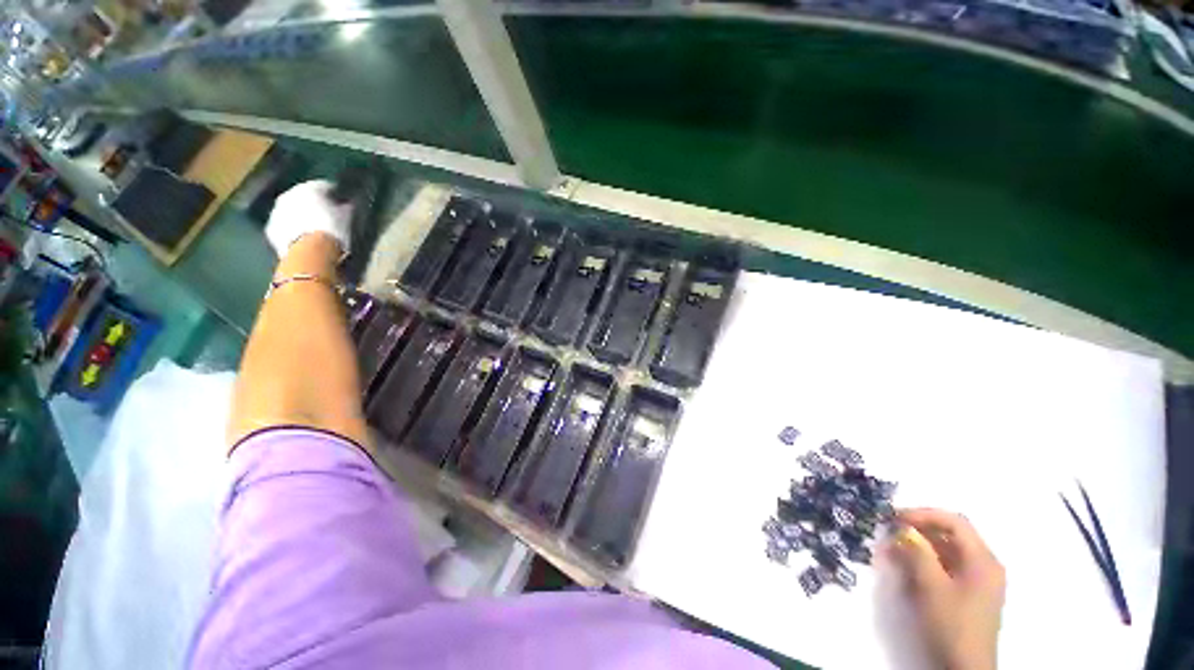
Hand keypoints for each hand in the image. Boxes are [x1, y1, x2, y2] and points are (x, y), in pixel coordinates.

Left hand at [265, 180, 352, 257]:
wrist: (311, 252)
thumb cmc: (333, 230)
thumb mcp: (347, 218)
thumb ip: (346, 207)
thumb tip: (348, 204)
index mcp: (309, 188)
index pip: (324, 187)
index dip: (335, 196)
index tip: (343, 204)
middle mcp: (289, 195)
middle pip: (304, 198)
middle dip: (314, 206)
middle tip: (328, 218)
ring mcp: (277, 212)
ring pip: (292, 212)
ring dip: (302, 219)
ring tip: (316, 232)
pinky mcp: (271, 230)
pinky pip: (285, 228)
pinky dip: (293, 232)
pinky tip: (305, 241)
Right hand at [886, 508, 1005, 669]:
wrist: (965, 667)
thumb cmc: (951, 623)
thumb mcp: (931, 586)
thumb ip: (918, 552)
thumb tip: (903, 528)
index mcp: (983, 559)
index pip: (954, 522)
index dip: (923, 514)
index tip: (894, 517)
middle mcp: (985, 564)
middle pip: (951, 534)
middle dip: (919, 529)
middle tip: (890, 530)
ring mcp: (979, 579)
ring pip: (947, 550)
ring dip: (920, 545)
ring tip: (893, 548)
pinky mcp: (969, 592)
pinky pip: (947, 565)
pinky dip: (926, 560)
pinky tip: (907, 565)